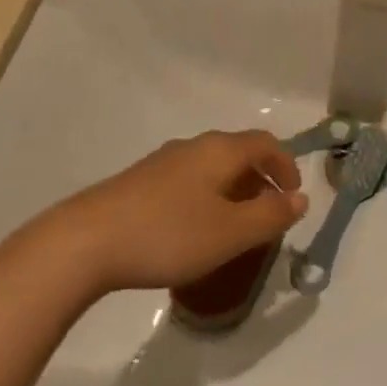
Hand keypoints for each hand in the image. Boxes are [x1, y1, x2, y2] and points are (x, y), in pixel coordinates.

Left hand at [34, 131, 308, 293]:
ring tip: (234, 226)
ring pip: (210, 167)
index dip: (285, 165)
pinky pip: (187, 181)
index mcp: (219, 151)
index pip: (265, 143)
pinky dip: (206, 197)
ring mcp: (161, 162)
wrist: (86, 242)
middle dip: (259, 179)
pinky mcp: (138, 182)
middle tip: (268, 213)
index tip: (294, 196)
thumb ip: (270, 215)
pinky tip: (193, 230)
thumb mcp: (231, 233)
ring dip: (232, 189)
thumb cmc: (169, 234)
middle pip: (237, 152)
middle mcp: (192, 147)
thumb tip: (300, 199)